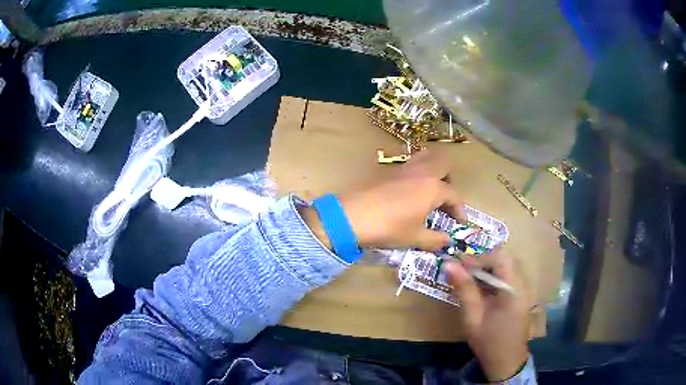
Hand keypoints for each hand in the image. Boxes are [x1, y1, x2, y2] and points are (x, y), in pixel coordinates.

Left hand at [300, 150, 463, 251]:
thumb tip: (447, 241)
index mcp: (432, 188)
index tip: (460, 222)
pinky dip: (416, 173)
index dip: (460, 210)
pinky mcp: (388, 170)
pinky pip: (409, 164)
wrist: (352, 216)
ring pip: (425, 157)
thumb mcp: (414, 237)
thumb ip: (435, 239)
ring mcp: (404, 168)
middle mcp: (421, 172)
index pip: (454, 195)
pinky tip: (409, 192)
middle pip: (443, 163)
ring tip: (429, 190)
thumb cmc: (388, 228)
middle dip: (449, 178)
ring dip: (433, 170)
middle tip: (445, 198)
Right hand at [445, 250, 529, 381]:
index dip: (479, 258)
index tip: (460, 267)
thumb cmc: (488, 341)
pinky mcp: (520, 296)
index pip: (500, 257)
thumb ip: (464, 289)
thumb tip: (449, 264)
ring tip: (468, 281)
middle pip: (504, 260)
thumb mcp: (473, 317)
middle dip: (482, 262)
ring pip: (505, 268)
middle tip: (462, 273)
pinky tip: (480, 291)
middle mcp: (522, 284)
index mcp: (514, 288)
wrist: (506, 362)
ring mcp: (523, 290)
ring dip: (487, 270)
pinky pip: (507, 278)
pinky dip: (493, 279)